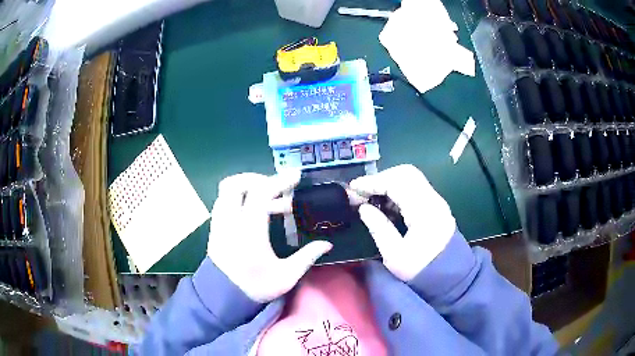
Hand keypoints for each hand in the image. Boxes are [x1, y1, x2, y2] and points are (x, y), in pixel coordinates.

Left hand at [207, 172, 332, 302]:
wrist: (223, 297)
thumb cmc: (255, 287)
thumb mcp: (286, 276)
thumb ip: (307, 257)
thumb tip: (327, 244)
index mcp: (249, 229)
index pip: (261, 193)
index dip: (279, 181)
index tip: (296, 177)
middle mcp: (230, 220)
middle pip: (236, 184)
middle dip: (258, 179)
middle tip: (276, 189)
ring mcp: (219, 222)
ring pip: (226, 191)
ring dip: (246, 188)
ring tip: (265, 200)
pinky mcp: (214, 227)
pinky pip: (223, 202)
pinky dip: (237, 198)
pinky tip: (251, 212)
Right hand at [350, 164, 455, 281]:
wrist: (450, 277)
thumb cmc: (421, 270)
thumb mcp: (395, 255)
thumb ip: (379, 228)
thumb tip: (364, 208)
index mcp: (424, 211)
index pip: (396, 183)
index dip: (372, 182)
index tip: (353, 188)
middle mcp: (433, 200)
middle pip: (406, 173)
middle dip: (381, 178)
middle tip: (364, 192)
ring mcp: (437, 201)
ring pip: (411, 178)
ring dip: (390, 182)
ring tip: (372, 197)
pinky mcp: (436, 206)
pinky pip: (416, 188)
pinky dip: (399, 189)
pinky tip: (387, 204)